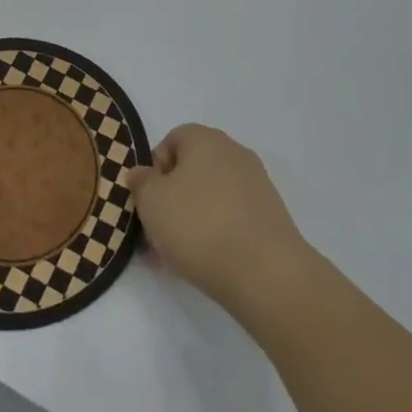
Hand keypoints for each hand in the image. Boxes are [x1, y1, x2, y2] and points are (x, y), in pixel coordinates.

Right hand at [122, 124, 315, 322]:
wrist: (265, 272)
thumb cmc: (199, 226)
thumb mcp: (151, 201)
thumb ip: (141, 182)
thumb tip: (143, 173)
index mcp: (205, 139)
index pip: (171, 141)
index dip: (154, 170)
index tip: (149, 202)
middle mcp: (233, 152)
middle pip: (191, 170)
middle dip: (171, 200)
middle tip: (158, 234)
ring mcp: (256, 183)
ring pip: (210, 196)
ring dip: (191, 220)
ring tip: (178, 257)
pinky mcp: (270, 215)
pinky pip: (232, 216)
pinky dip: (216, 233)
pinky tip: (207, 262)